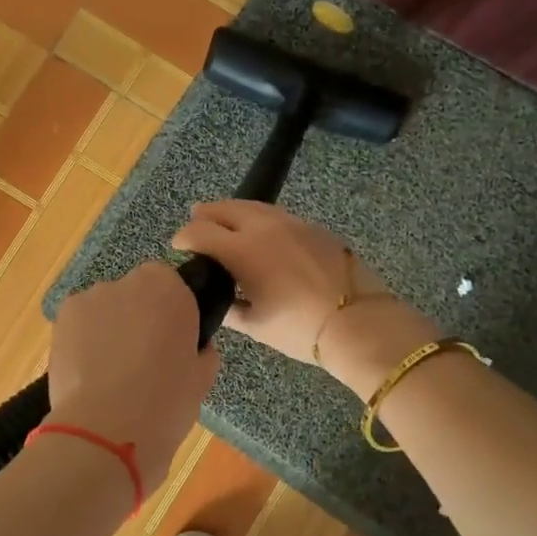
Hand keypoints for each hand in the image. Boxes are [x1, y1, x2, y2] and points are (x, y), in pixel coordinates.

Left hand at [47, 262, 221, 493]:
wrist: (108, 430)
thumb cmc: (166, 403)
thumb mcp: (202, 377)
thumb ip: (201, 350)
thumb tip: (194, 346)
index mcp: (169, 289)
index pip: (170, 284)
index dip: (170, 313)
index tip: (171, 341)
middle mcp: (128, 283)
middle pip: (135, 293)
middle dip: (138, 317)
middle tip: (142, 358)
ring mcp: (91, 298)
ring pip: (104, 308)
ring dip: (109, 328)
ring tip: (109, 371)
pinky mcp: (62, 319)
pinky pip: (79, 323)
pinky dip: (83, 340)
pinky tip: (88, 372)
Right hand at [171, 200, 435, 396]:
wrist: (359, 321)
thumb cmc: (300, 329)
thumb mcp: (256, 325)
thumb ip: (230, 309)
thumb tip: (217, 300)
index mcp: (243, 251)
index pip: (200, 232)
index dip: (183, 237)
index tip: (177, 246)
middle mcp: (263, 227)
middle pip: (225, 208)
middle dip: (205, 215)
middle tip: (195, 223)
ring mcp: (292, 223)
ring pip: (253, 207)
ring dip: (232, 211)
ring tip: (222, 218)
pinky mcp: (313, 228)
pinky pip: (276, 215)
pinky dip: (258, 218)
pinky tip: (259, 231)